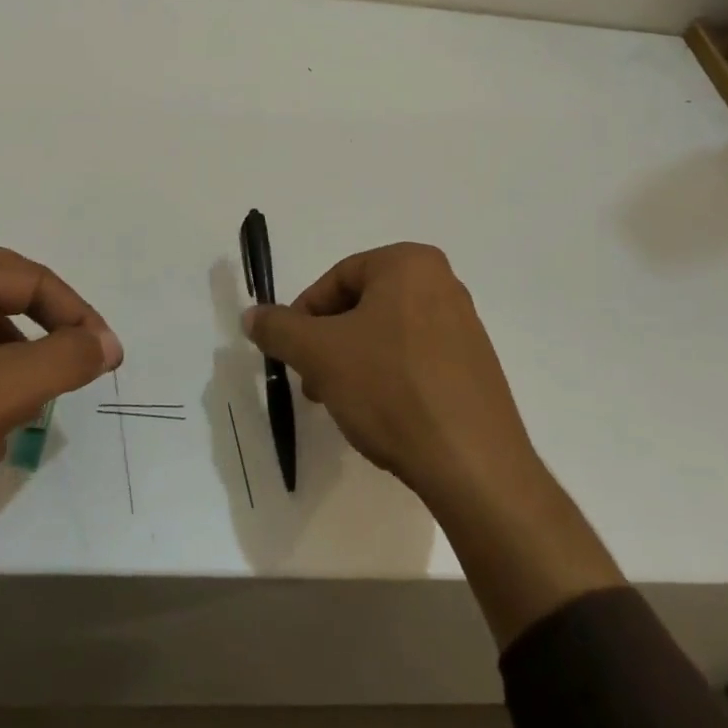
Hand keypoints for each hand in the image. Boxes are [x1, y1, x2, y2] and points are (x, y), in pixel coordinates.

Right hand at [246, 242, 622, 644]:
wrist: (473, 464)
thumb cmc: (391, 389)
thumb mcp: (320, 354)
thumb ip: (279, 329)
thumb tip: (251, 315)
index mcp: (410, 263)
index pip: (338, 278)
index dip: (305, 316)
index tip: (291, 354)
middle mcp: (443, 283)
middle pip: (363, 305)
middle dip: (330, 343)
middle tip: (313, 383)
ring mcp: (464, 325)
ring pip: (387, 334)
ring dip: (355, 363)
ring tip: (343, 405)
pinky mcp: (475, 365)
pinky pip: (417, 359)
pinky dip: (389, 378)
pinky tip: (381, 416)